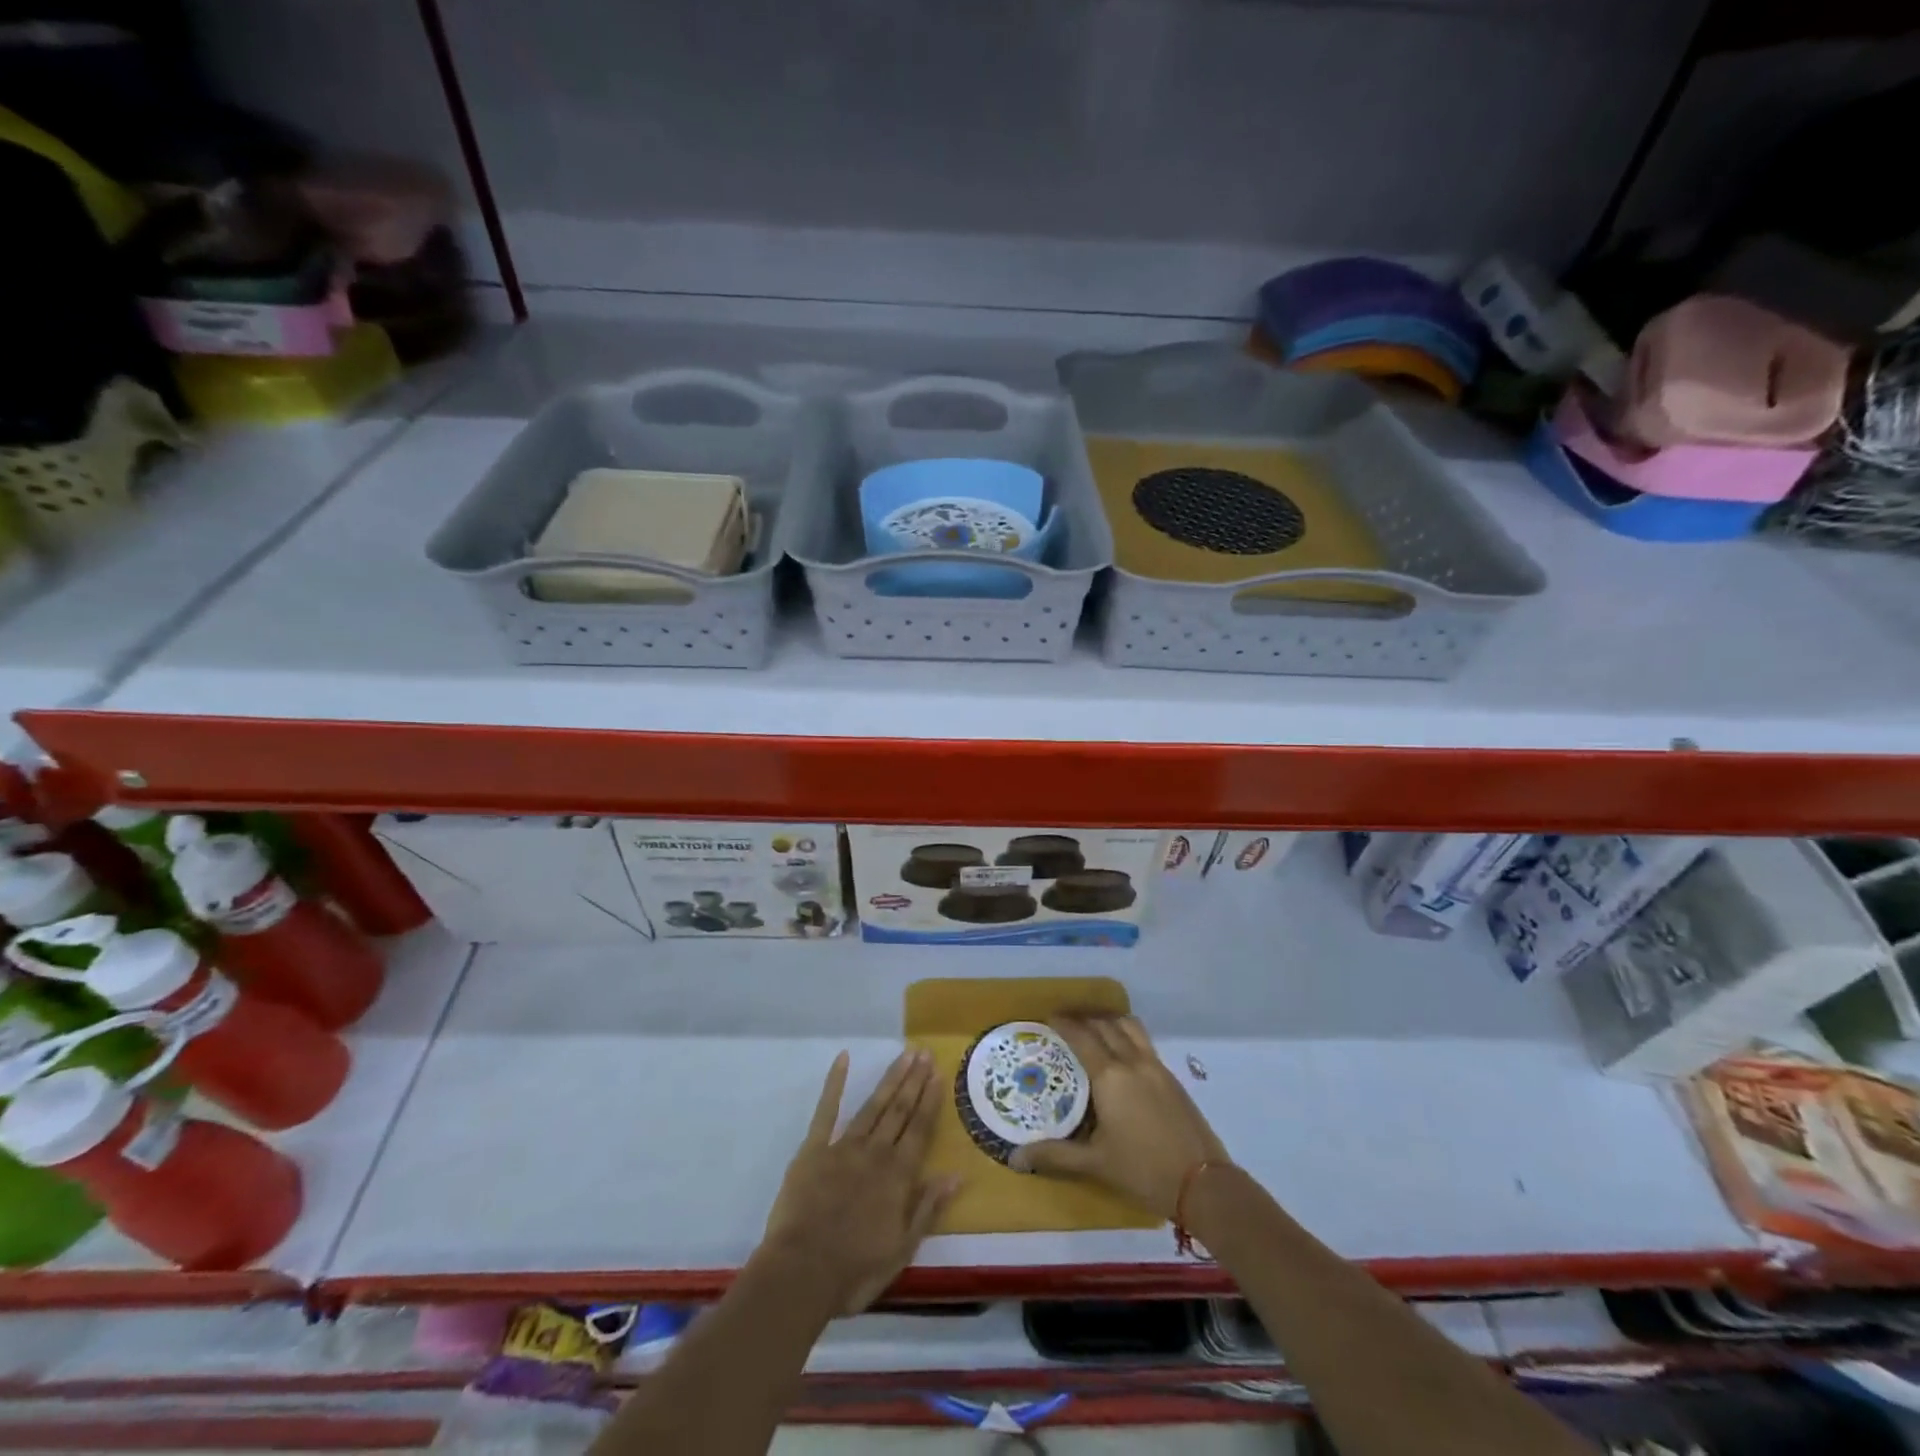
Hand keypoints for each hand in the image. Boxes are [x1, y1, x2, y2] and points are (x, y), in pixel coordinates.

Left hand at [761, 1048, 959, 1315]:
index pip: (920, 1130)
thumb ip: (927, 1208)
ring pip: (873, 1105)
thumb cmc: (855, 1270)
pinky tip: (843, 1059)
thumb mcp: (902, 1249)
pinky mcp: (814, 1149)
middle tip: (924, 1053)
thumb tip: (956, 1175)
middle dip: (914, 1081)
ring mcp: (844, 1147)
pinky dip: (835, 1083)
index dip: (930, 1101)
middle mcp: (875, 1152)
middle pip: (899, 1110)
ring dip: (891, 1079)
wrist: (801, 1273)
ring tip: (904, 1055)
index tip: (938, 1074)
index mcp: (898, 1176)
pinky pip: (826, 1110)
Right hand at [1008, 1014, 1228, 1219]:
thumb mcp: (1095, 1163)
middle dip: (1084, 1017)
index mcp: (1110, 1076)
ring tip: (1094, 1027)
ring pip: (1129, 1027)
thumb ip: (1055, 1155)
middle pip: (1105, 1025)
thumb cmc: (1143, 1171)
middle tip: (1066, 1021)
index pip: (1082, 1037)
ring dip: (1108, 1020)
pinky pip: (1144, 1041)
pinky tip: (1122, 1052)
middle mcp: (1132, 1061)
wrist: (1203, 1184)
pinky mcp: (1172, 1077)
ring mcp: (1156, 1066)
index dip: (1064, 1023)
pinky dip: (1127, 1034)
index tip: (1049, 1017)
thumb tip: (1016, 1158)